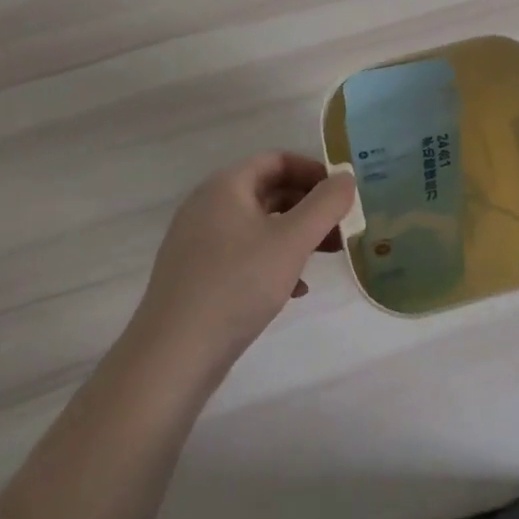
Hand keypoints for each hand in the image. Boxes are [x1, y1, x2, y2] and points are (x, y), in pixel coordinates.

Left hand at [134, 152, 355, 375]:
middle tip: (341, 227)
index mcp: (225, 186)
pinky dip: (273, 262)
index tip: (342, 194)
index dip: (313, 171)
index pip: (277, 160)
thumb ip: (325, 205)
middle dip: (309, 207)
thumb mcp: (291, 241)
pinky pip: (244, 255)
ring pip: (259, 226)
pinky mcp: (197, 277)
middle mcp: (208, 206)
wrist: (172, 358)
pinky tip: (295, 290)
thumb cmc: (236, 285)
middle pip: (269, 192)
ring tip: (327, 258)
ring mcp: (199, 243)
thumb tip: (346, 177)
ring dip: (295, 236)